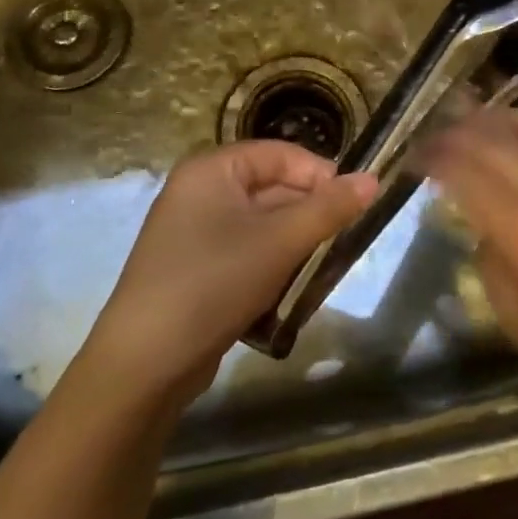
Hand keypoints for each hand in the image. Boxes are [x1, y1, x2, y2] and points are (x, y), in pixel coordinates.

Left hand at [80, 143, 377, 410]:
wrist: (144, 364)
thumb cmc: (213, 282)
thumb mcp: (279, 242)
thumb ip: (329, 209)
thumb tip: (373, 179)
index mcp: (211, 169)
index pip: (279, 154)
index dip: (319, 174)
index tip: (353, 204)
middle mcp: (198, 191)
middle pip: (270, 187)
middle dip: (308, 211)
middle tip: (342, 239)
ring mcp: (193, 232)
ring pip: (260, 223)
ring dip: (294, 240)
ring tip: (321, 264)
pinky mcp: (194, 268)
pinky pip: (244, 250)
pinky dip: (271, 262)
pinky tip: (289, 287)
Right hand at [420, 110, 517, 430]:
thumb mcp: (517, 318)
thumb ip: (490, 262)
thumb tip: (485, 226)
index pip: (468, 174)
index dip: (436, 159)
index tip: (413, 155)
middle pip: (496, 143)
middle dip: (457, 133)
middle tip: (431, 134)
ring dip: (492, 123)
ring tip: (463, 119)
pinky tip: (515, 131)